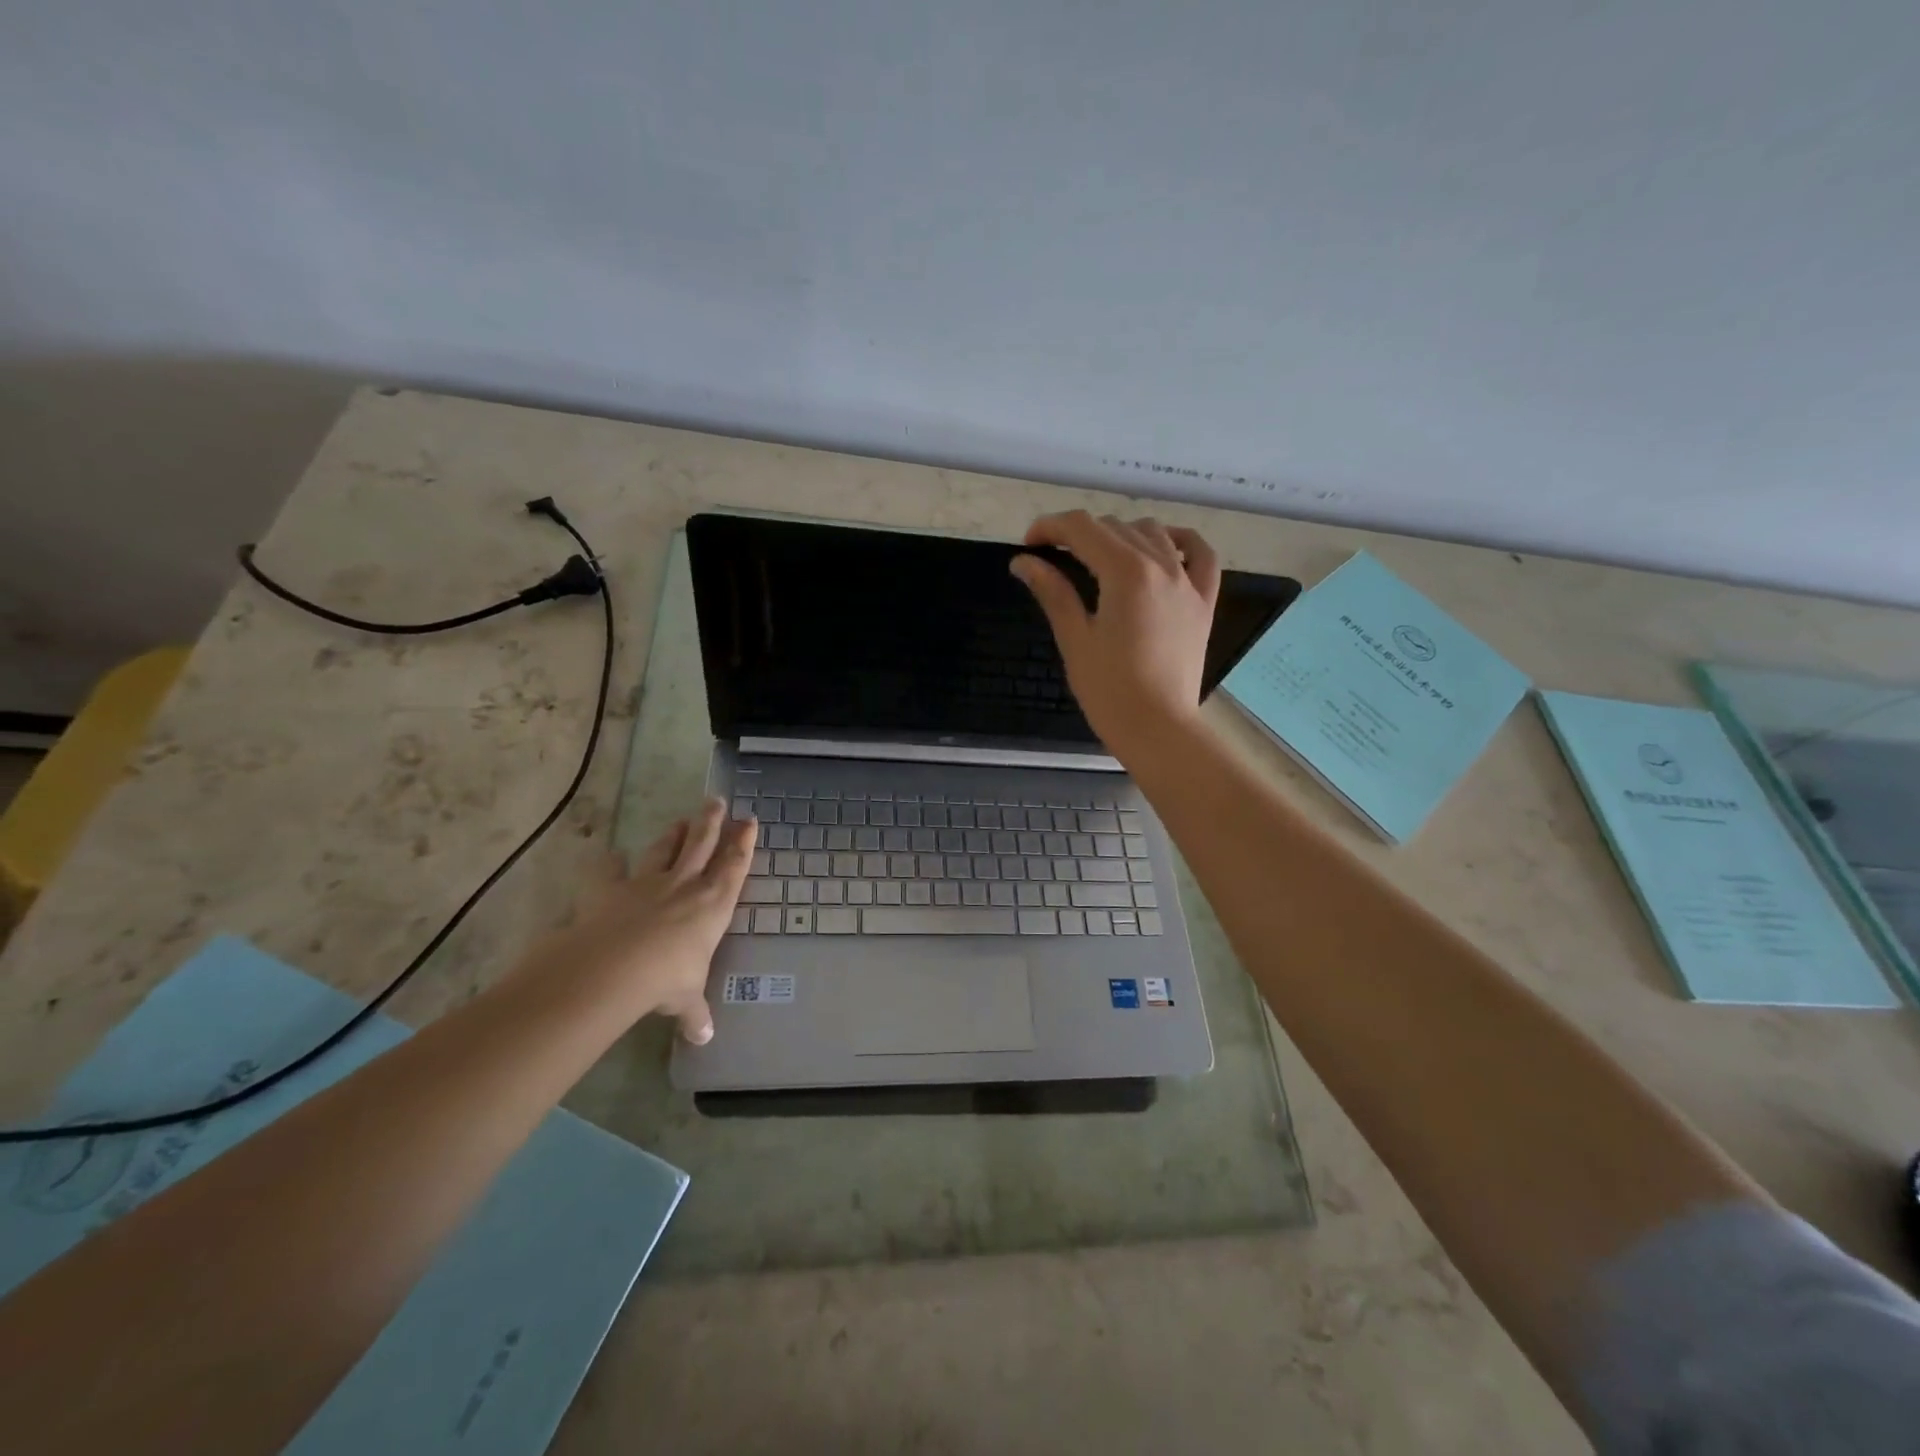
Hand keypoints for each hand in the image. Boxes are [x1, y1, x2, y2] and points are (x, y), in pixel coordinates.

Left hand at [517, 799, 754, 1043]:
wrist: (614, 968)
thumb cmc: (667, 979)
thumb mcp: (687, 999)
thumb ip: (695, 1014)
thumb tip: (704, 1037)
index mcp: (713, 905)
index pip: (734, 866)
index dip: (743, 843)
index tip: (749, 820)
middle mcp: (685, 885)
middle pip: (702, 844)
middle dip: (711, 821)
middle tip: (716, 800)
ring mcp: (647, 883)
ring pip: (664, 849)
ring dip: (674, 834)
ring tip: (681, 820)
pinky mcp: (610, 890)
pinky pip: (609, 871)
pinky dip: (609, 862)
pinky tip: (609, 854)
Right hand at [1010, 511, 1220, 760]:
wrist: (1158, 728)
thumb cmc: (1109, 690)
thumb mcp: (1075, 639)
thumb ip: (1053, 591)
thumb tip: (1023, 561)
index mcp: (1125, 572)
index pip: (1082, 528)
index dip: (1050, 528)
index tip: (1028, 546)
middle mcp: (1161, 565)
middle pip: (1114, 527)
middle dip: (1078, 534)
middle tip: (1052, 559)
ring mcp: (1188, 582)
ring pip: (1152, 533)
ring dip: (1119, 535)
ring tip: (1097, 559)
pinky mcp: (1203, 602)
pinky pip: (1200, 554)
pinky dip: (1179, 541)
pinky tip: (1162, 547)